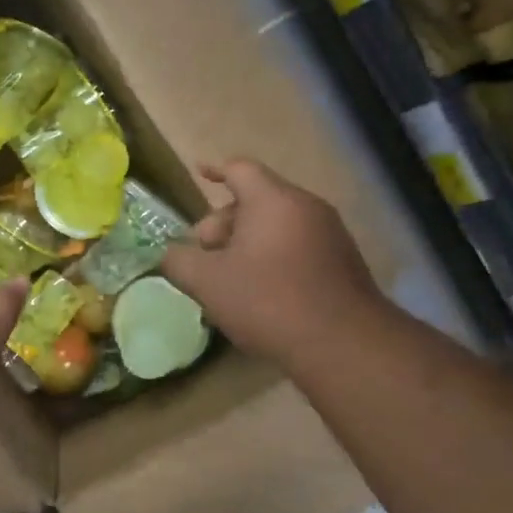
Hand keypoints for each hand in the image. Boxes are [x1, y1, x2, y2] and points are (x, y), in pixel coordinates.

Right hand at [162, 159, 386, 371]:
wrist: (343, 344)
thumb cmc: (267, 301)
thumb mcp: (207, 282)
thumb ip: (178, 261)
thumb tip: (169, 253)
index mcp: (272, 200)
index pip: (239, 169)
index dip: (214, 170)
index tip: (199, 174)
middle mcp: (306, 207)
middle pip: (256, 200)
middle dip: (223, 223)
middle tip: (203, 255)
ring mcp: (330, 234)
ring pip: (277, 226)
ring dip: (246, 243)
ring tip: (227, 279)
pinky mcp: (342, 263)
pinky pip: (296, 246)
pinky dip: (272, 257)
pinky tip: (259, 293)